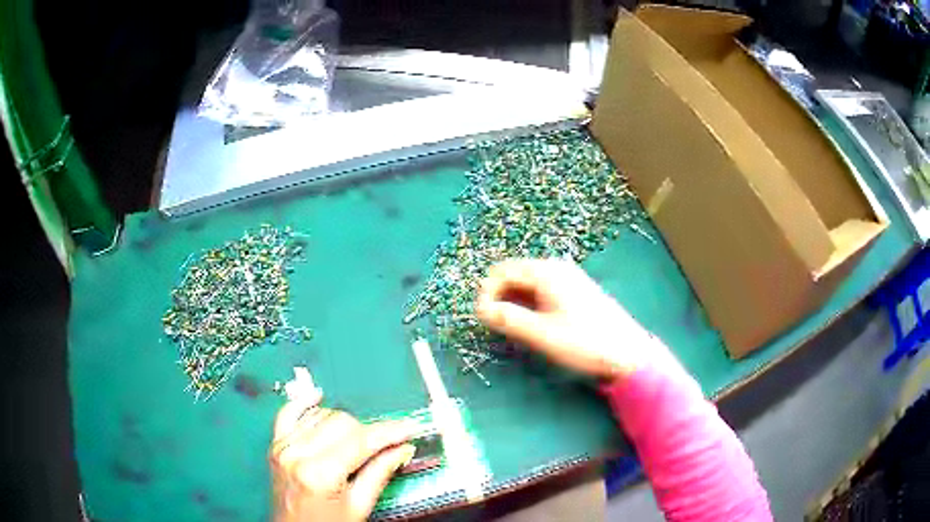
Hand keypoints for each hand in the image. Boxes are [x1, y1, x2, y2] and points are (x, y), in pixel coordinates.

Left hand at [270, 397, 416, 521]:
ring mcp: (283, 446)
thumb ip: (379, 473)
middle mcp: (297, 452)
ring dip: (344, 424)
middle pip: (341, 423)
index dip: (389, 432)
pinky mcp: (275, 444)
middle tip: (386, 445)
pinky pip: (288, 413)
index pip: (360, 441)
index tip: (410, 428)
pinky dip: (304, 404)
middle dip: (368, 431)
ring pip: (321, 416)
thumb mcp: (359, 507)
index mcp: (320, 473)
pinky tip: (318, 398)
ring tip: (358, 441)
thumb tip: (403, 448)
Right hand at [476, 258, 671, 379]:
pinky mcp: (573, 292)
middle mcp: (556, 269)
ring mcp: (567, 279)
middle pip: (514, 274)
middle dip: (498, 296)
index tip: (481, 318)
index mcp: (547, 272)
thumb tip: (480, 310)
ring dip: (512, 301)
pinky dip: (528, 304)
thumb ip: (508, 319)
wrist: (627, 353)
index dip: (486, 292)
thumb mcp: (542, 334)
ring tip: (511, 328)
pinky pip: (541, 291)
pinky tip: (531, 324)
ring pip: (527, 284)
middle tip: (493, 325)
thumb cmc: (585, 342)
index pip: (502, 271)